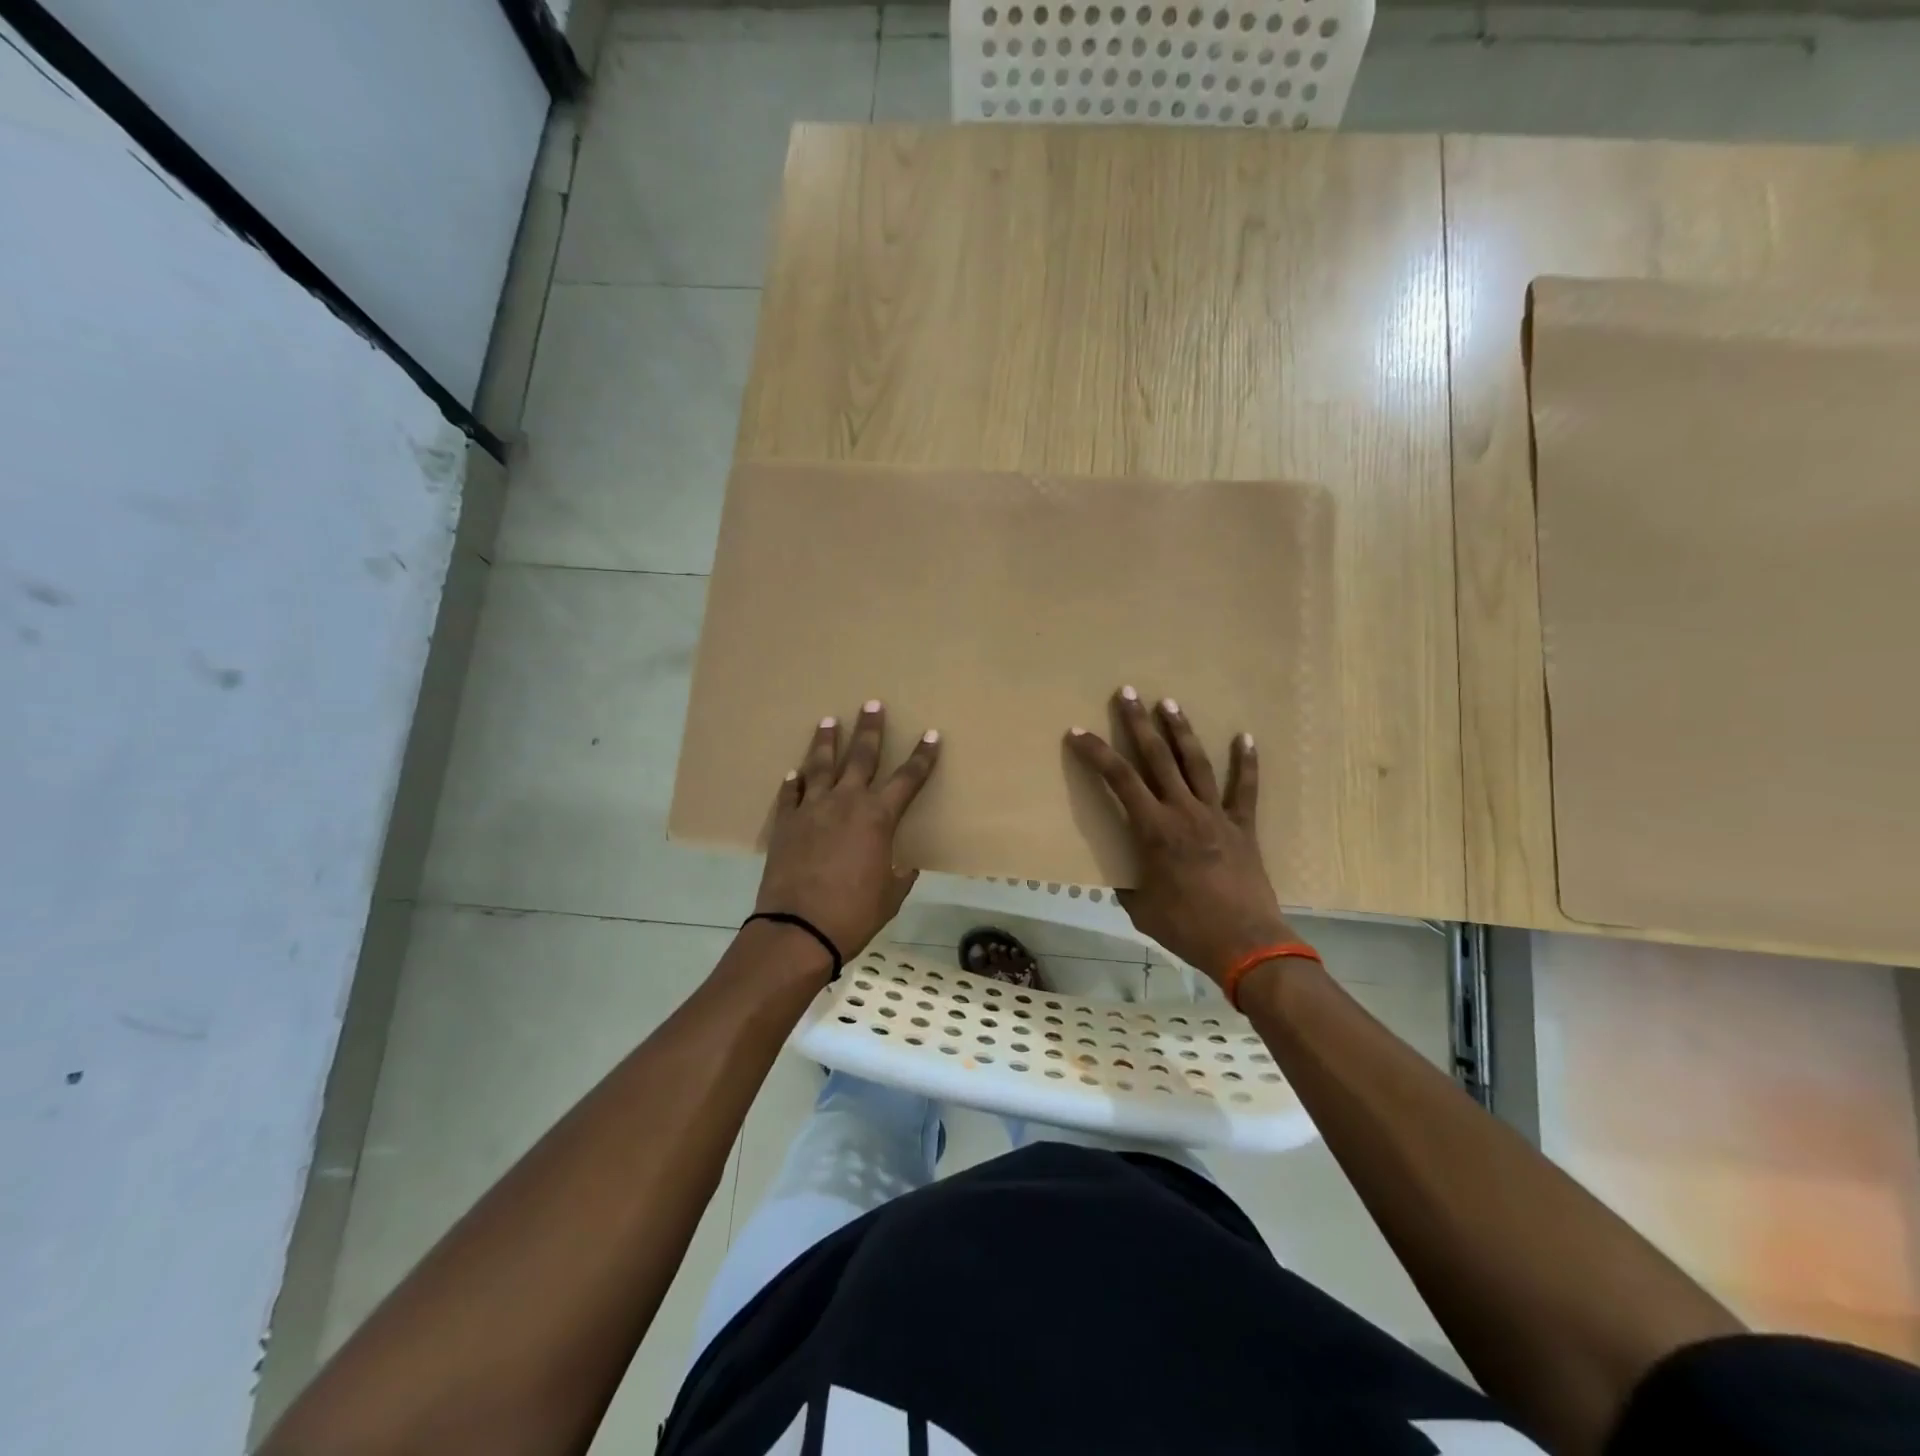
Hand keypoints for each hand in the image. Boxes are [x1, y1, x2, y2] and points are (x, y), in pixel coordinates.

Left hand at [754, 701, 941, 963]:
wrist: (798, 930)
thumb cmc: (854, 914)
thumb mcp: (890, 896)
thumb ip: (899, 874)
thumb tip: (903, 865)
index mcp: (878, 817)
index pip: (908, 778)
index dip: (923, 756)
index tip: (931, 734)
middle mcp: (846, 802)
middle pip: (861, 756)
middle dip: (870, 729)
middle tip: (872, 703)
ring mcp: (812, 809)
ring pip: (821, 765)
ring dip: (826, 741)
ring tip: (828, 720)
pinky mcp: (785, 823)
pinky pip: (790, 794)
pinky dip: (794, 782)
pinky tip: (794, 773)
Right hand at [1065, 686, 1296, 983]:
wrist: (1246, 943)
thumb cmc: (1186, 927)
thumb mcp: (1141, 908)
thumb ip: (1128, 883)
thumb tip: (1122, 874)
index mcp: (1154, 830)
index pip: (1119, 780)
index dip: (1097, 753)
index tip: (1078, 732)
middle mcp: (1183, 812)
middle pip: (1157, 758)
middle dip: (1139, 723)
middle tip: (1128, 692)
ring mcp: (1216, 815)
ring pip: (1195, 763)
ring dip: (1181, 731)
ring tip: (1169, 702)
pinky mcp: (1243, 826)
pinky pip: (1244, 788)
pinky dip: (1245, 762)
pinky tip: (1245, 736)